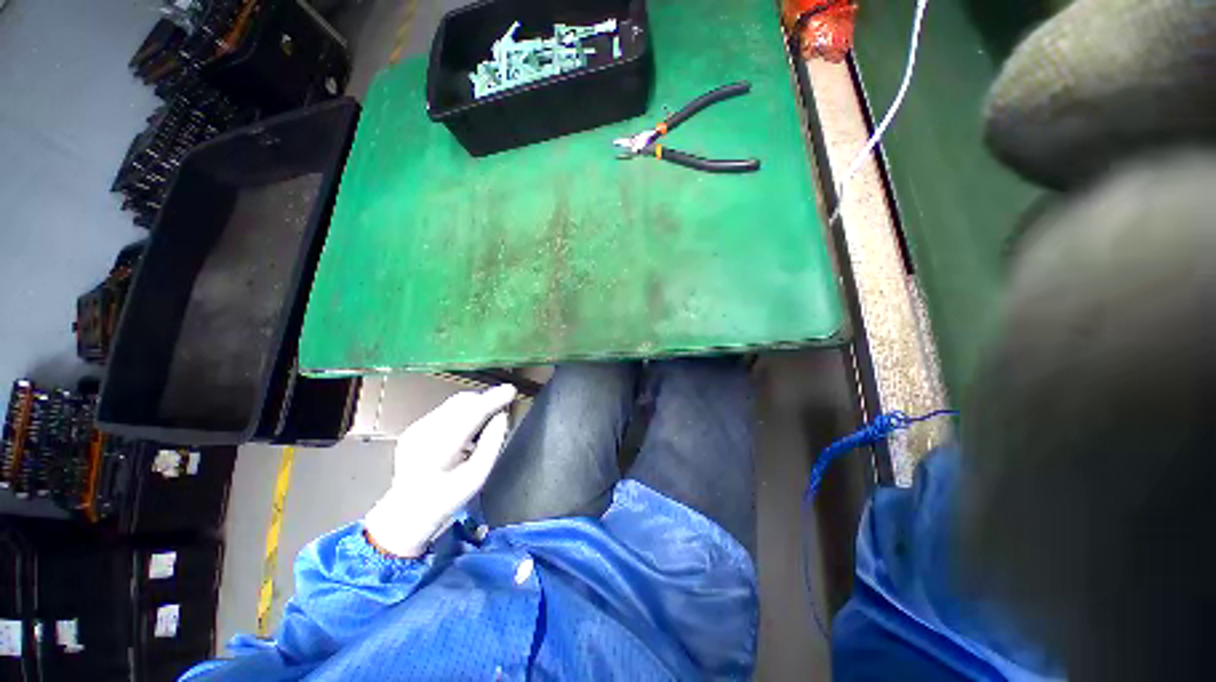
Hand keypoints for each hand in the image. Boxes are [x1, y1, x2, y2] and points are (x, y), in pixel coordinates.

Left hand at [364, 385, 516, 557]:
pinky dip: (462, 413)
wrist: (405, 513)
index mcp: (439, 449)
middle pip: (462, 403)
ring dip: (474, 406)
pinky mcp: (414, 428)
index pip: (471, 414)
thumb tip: (502, 417)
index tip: (510, 390)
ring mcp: (416, 429)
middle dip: (484, 400)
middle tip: (502, 407)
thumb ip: (492, 444)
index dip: (493, 399)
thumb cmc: (445, 499)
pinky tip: (466, 430)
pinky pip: (445, 411)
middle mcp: (424, 433)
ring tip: (485, 421)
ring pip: (454, 404)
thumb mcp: (476, 477)